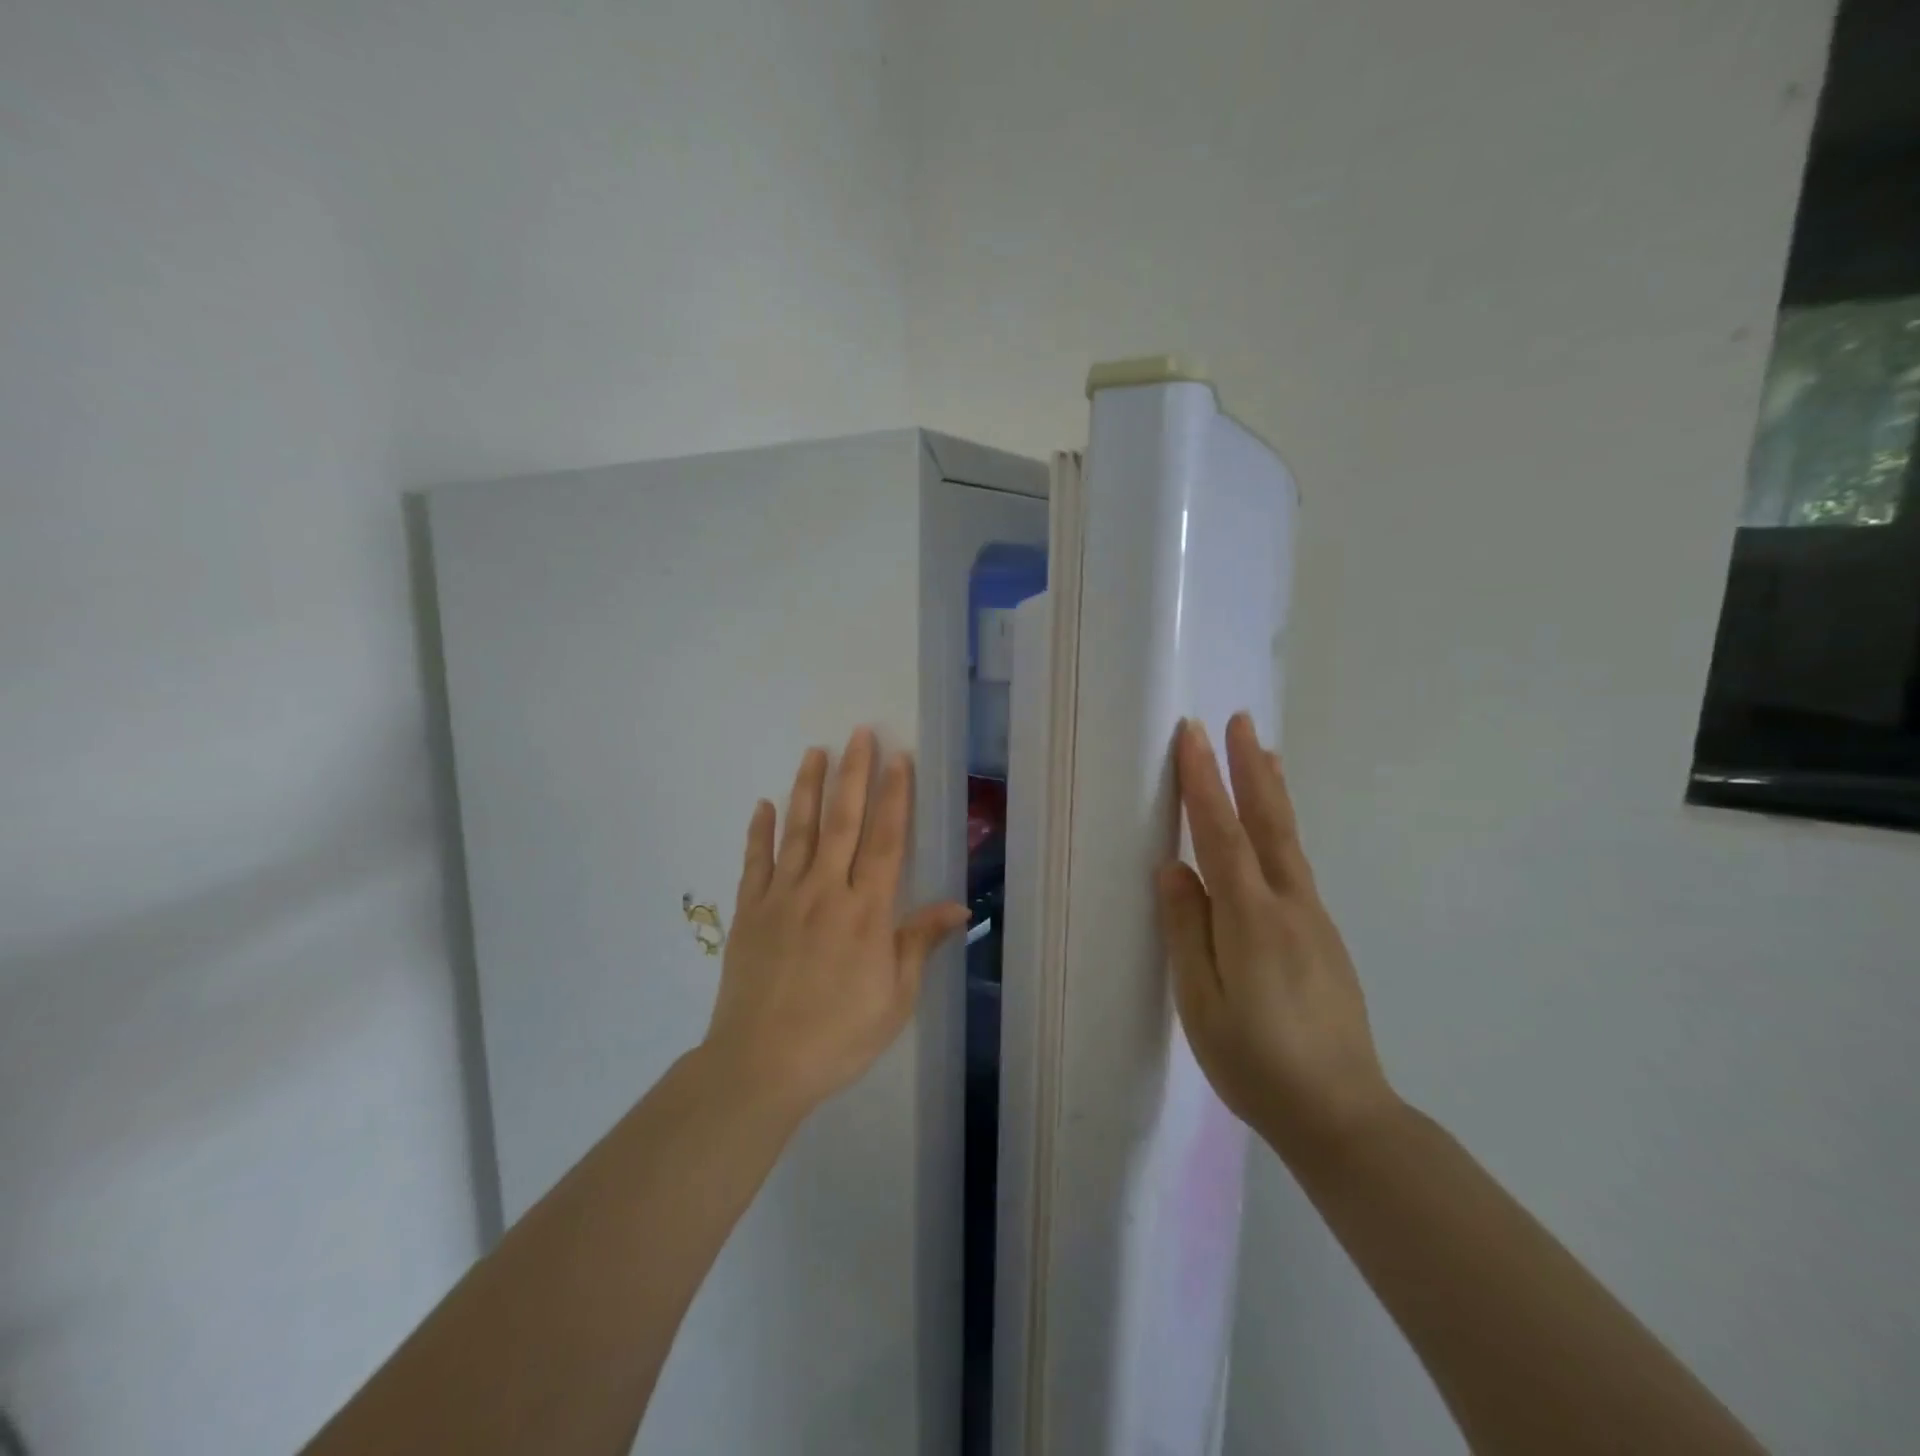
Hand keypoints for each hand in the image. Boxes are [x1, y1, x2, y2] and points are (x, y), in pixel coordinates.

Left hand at [703, 728, 969, 1117]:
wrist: (760, 1065)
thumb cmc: (839, 1035)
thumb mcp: (895, 998)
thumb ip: (919, 943)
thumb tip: (958, 906)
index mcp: (866, 912)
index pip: (886, 841)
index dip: (895, 796)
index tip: (899, 758)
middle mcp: (825, 891)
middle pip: (843, 821)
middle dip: (854, 774)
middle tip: (860, 732)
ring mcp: (783, 897)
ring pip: (798, 830)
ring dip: (808, 787)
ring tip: (815, 750)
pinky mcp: (750, 911)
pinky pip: (755, 861)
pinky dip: (760, 831)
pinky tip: (764, 803)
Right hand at [1157, 714, 1399, 1161]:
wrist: (1344, 1116)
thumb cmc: (1257, 1064)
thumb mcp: (1202, 1004)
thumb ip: (1186, 930)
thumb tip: (1173, 869)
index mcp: (1252, 919)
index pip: (1221, 834)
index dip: (1205, 782)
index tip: (1192, 735)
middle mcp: (1289, 906)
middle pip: (1268, 822)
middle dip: (1251, 768)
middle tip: (1240, 720)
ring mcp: (1313, 920)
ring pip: (1288, 841)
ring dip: (1272, 791)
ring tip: (1266, 753)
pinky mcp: (1323, 937)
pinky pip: (1295, 866)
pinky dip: (1281, 830)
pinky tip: (1274, 831)